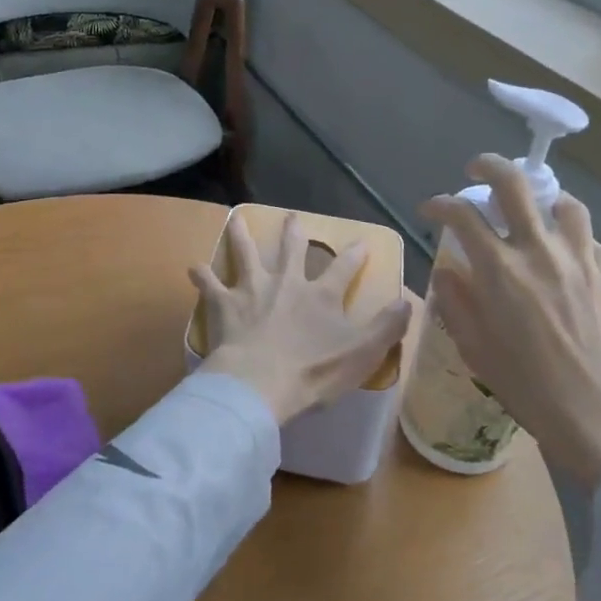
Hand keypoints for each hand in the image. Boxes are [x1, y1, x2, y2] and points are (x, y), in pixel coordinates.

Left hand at [190, 212, 412, 424]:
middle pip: (291, 250)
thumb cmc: (314, 371)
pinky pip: (210, 285)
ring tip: (237, 220)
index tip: (360, 242)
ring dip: (242, 237)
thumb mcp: (363, 353)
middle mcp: (286, 282)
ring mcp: (252, 289)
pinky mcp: (224, 304)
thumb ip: (387, 327)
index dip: (354, 255)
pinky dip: (202, 276)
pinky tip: (194, 267)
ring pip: (247, 254)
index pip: (343, 268)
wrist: (260, 383)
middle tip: (292, 217)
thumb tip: (406, 301)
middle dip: (294, 232)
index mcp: (321, 295)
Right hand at [421, 156, 600, 489]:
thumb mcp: (476, 350)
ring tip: (529, 209)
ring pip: (562, 202)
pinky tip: (562, 253)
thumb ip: (456, 302)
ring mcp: (580, 259)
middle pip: (514, 184)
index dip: (439, 204)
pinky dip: (570, 234)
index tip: (429, 209)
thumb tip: (447, 270)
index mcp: (500, 271)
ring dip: (540, 197)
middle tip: (475, 172)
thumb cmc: (530, 390)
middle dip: (488, 166)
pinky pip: (589, 238)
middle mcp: (539, 252)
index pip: (461, 214)